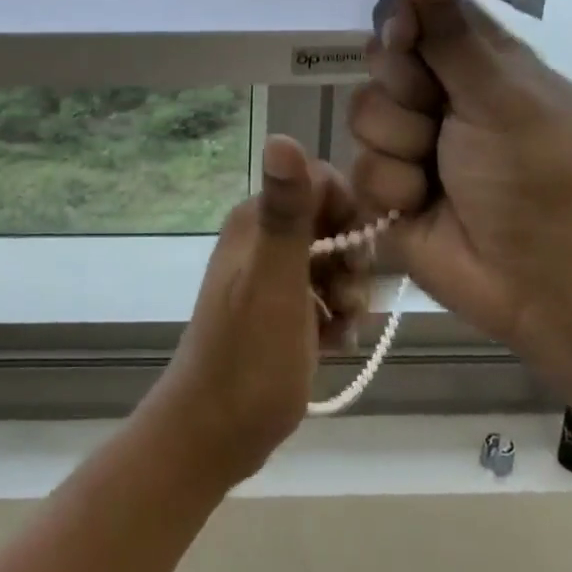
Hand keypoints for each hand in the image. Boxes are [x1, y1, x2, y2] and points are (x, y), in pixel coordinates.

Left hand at [146, 136, 369, 485]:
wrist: (213, 434)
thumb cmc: (249, 359)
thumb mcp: (276, 282)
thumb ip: (285, 212)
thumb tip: (281, 136)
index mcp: (256, 221)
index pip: (321, 183)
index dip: (350, 216)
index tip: (357, 258)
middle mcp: (260, 239)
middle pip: (332, 225)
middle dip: (352, 263)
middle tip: (347, 302)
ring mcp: (268, 277)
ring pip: (332, 264)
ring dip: (347, 295)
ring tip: (339, 330)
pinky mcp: (277, 311)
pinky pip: (322, 297)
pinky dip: (334, 318)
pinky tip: (332, 345)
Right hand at [347, 0, 571, 355]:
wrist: (542, 282)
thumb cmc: (539, 177)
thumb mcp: (501, 96)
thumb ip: (452, 33)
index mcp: (478, 63)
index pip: (420, 14)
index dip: (402, 21)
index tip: (404, 38)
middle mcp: (439, 96)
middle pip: (381, 62)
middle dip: (404, 90)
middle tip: (438, 115)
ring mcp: (410, 143)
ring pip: (363, 114)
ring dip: (401, 146)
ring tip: (439, 174)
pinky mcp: (386, 189)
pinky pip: (359, 168)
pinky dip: (393, 188)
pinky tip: (422, 206)